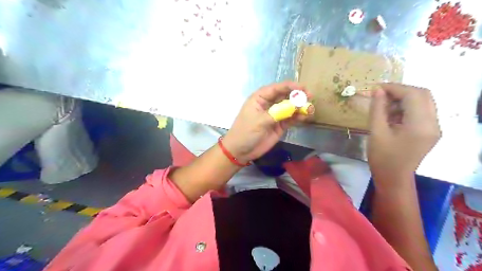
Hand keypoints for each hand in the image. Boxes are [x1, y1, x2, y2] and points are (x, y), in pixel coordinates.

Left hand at [222, 81, 312, 162]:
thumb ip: (277, 113)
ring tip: (310, 109)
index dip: (290, 86)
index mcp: (260, 98)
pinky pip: (290, 119)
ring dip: (300, 107)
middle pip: (285, 96)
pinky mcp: (279, 125)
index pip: (276, 88)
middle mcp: (268, 104)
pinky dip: (298, 117)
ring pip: (290, 107)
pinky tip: (304, 117)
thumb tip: (294, 106)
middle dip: (297, 96)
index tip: (302, 88)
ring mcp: (275, 115)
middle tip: (310, 97)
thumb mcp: (259, 121)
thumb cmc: (245, 132)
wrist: (240, 151)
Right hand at [369, 84, 439, 181]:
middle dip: (400, 91)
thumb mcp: (376, 132)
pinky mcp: (430, 131)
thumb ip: (378, 109)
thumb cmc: (382, 157)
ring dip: (403, 99)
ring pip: (423, 102)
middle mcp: (433, 123)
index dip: (394, 88)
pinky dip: (406, 108)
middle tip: (381, 95)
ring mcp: (434, 127)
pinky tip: (392, 115)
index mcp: (420, 125)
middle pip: (422, 95)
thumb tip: (378, 91)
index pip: (413, 95)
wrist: (393, 178)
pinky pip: (421, 111)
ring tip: (384, 106)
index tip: (376, 88)